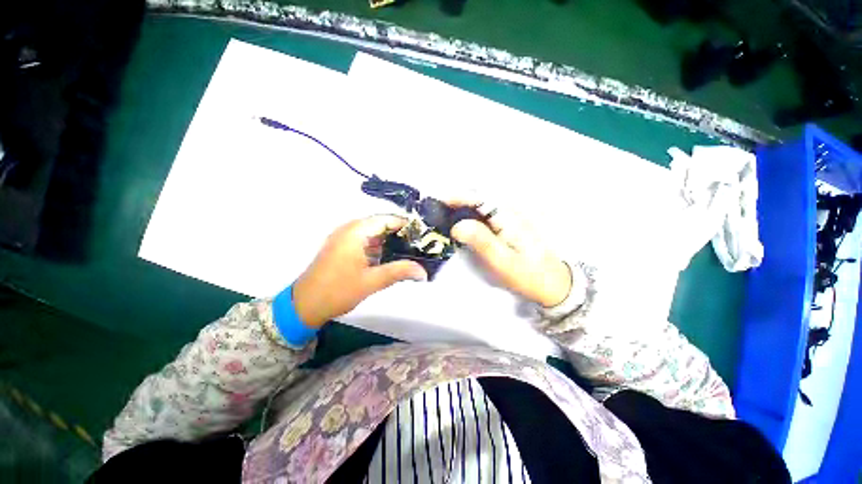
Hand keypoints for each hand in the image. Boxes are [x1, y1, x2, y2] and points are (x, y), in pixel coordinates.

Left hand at [292, 215, 427, 326]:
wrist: (304, 306)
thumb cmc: (338, 290)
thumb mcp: (372, 281)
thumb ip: (399, 272)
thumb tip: (424, 272)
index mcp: (355, 231)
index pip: (386, 219)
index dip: (405, 225)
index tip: (423, 234)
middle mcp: (349, 229)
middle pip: (380, 224)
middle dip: (400, 234)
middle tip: (419, 244)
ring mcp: (344, 238)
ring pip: (373, 233)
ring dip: (390, 240)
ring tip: (409, 250)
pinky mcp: (342, 248)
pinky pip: (365, 241)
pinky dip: (379, 246)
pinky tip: (390, 257)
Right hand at [451, 203, 571, 307]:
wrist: (553, 283)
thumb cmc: (527, 274)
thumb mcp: (502, 261)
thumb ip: (481, 241)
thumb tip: (456, 225)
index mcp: (508, 216)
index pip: (479, 197)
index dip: (458, 197)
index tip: (438, 202)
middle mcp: (509, 210)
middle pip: (480, 197)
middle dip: (458, 200)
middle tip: (439, 211)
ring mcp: (510, 217)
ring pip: (482, 204)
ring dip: (464, 206)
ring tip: (446, 216)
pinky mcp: (509, 225)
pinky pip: (487, 214)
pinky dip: (472, 214)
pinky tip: (464, 224)